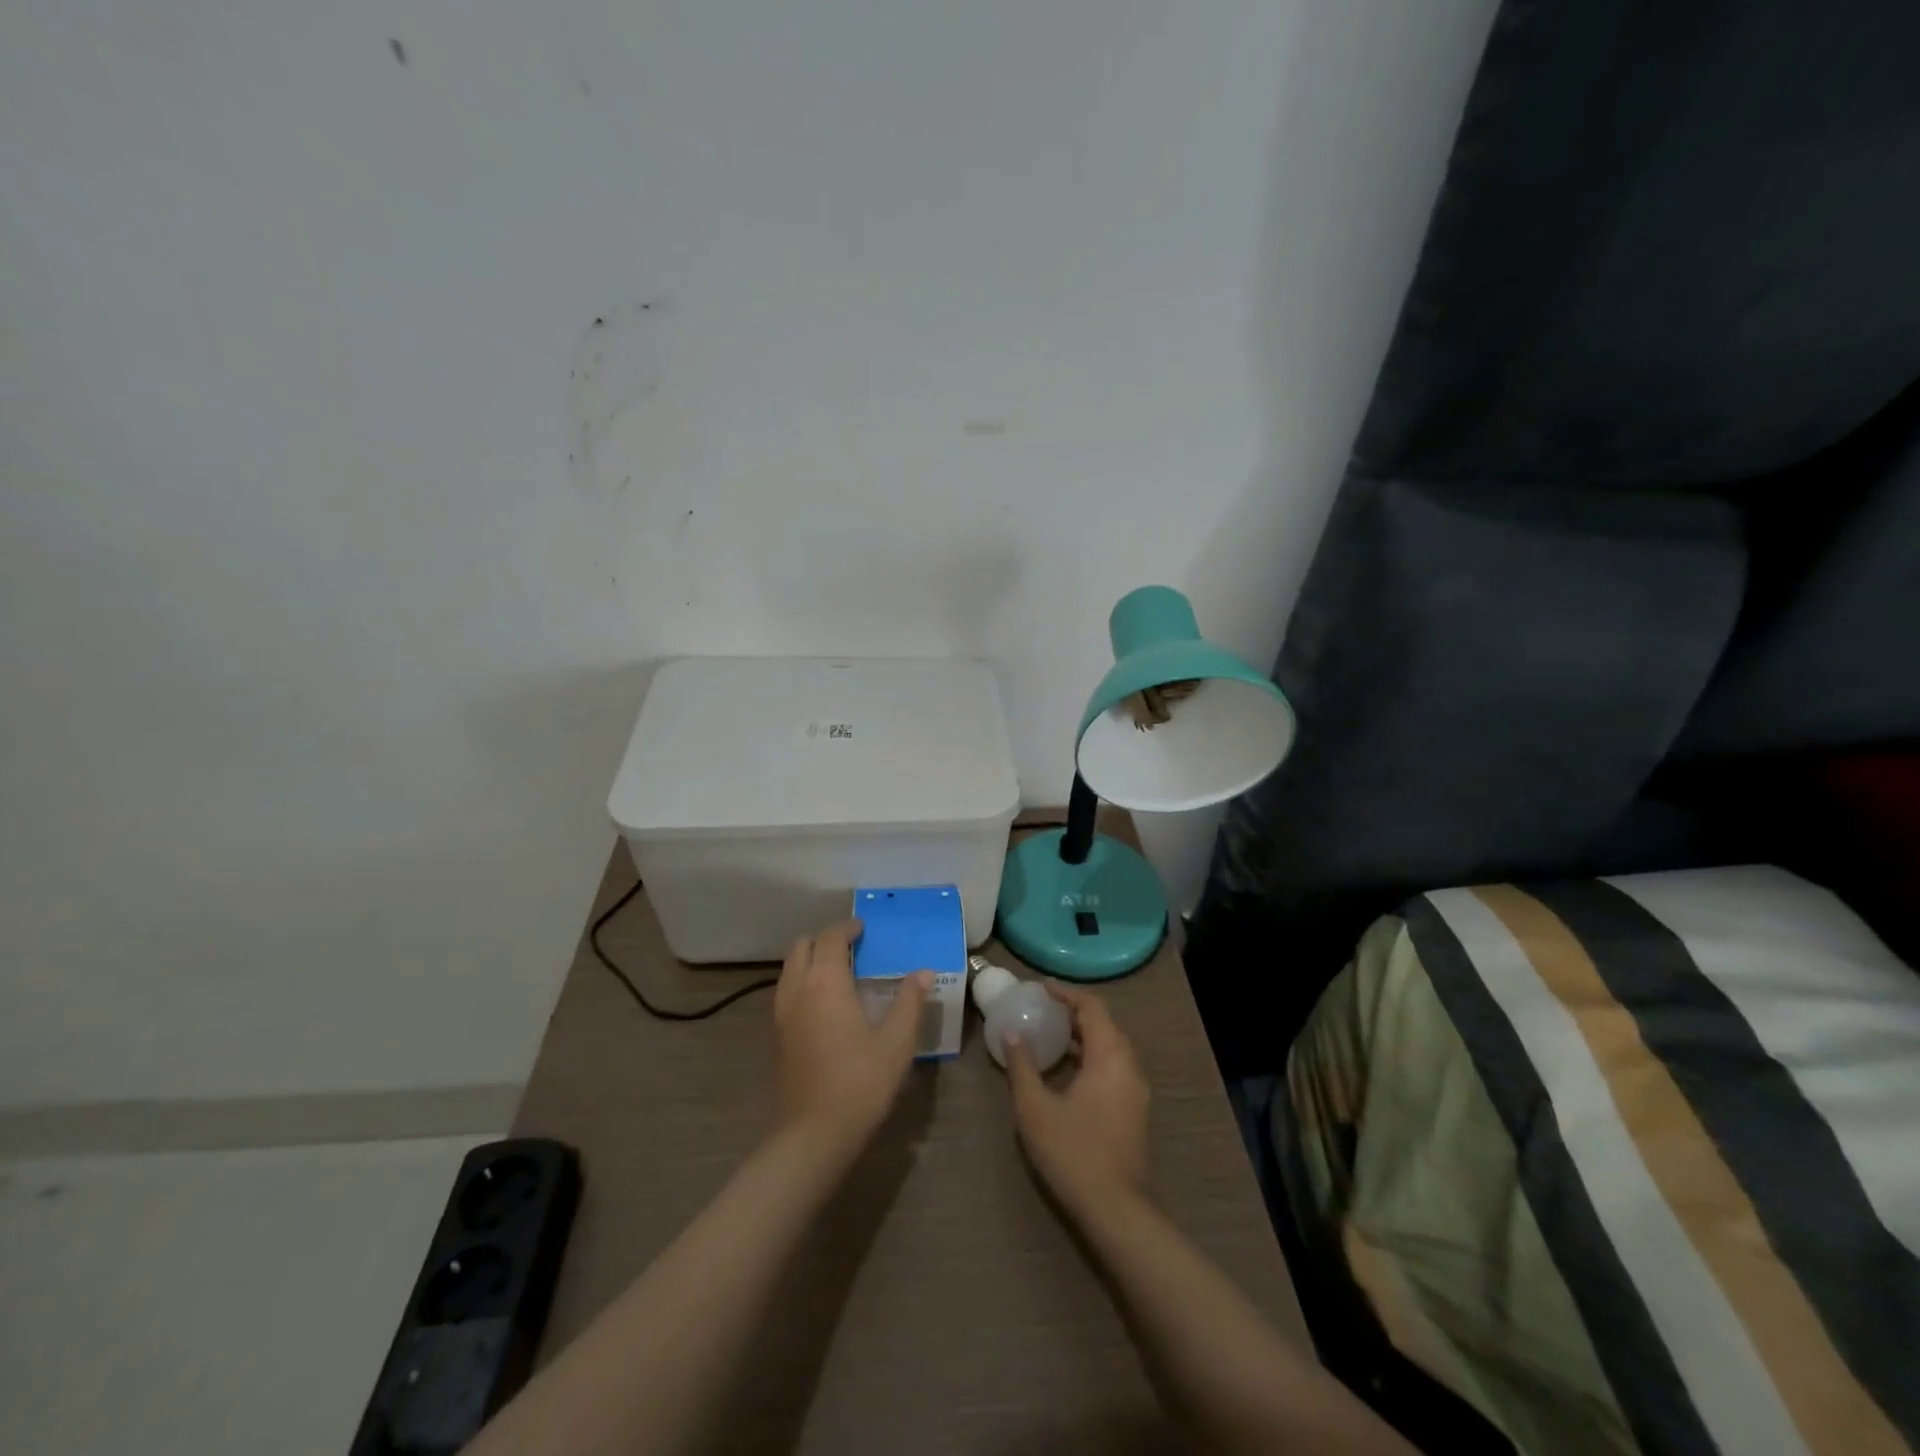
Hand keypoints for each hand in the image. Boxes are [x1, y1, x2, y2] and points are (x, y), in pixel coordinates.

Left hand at [773, 920, 930, 1157]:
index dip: (847, 928)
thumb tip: (924, 972)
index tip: (864, 930)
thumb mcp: (897, 1042)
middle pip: (802, 946)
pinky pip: (787, 990)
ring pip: (790, 968)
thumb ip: (910, 1001)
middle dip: (825, 940)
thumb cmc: (860, 1082)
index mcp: (826, 982)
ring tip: (840, 974)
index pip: (831, 937)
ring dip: (811, 960)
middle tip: (852, 950)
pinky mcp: (777, 1034)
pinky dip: (803, 982)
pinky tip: (826, 1005)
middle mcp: (797, 989)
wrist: (813, 1134)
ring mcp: (781, 1012)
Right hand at [1006, 984, 1149, 1209]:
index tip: (1042, 988)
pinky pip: (1113, 1067)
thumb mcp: (1035, 1108)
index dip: (1067, 994)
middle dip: (1074, 1013)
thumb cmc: (1073, 1152)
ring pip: (1111, 1048)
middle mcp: (1129, 1065)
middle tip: (1043, 1010)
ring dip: (1084, 1036)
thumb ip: (1022, 1066)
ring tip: (1051, 1035)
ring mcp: (1135, 1090)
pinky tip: (1067, 1071)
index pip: (1092, 1008)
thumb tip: (1012, 1033)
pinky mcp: (1134, 1110)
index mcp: (1110, 1056)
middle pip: (1104, 1025)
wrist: (1116, 1210)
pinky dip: (1091, 1057)